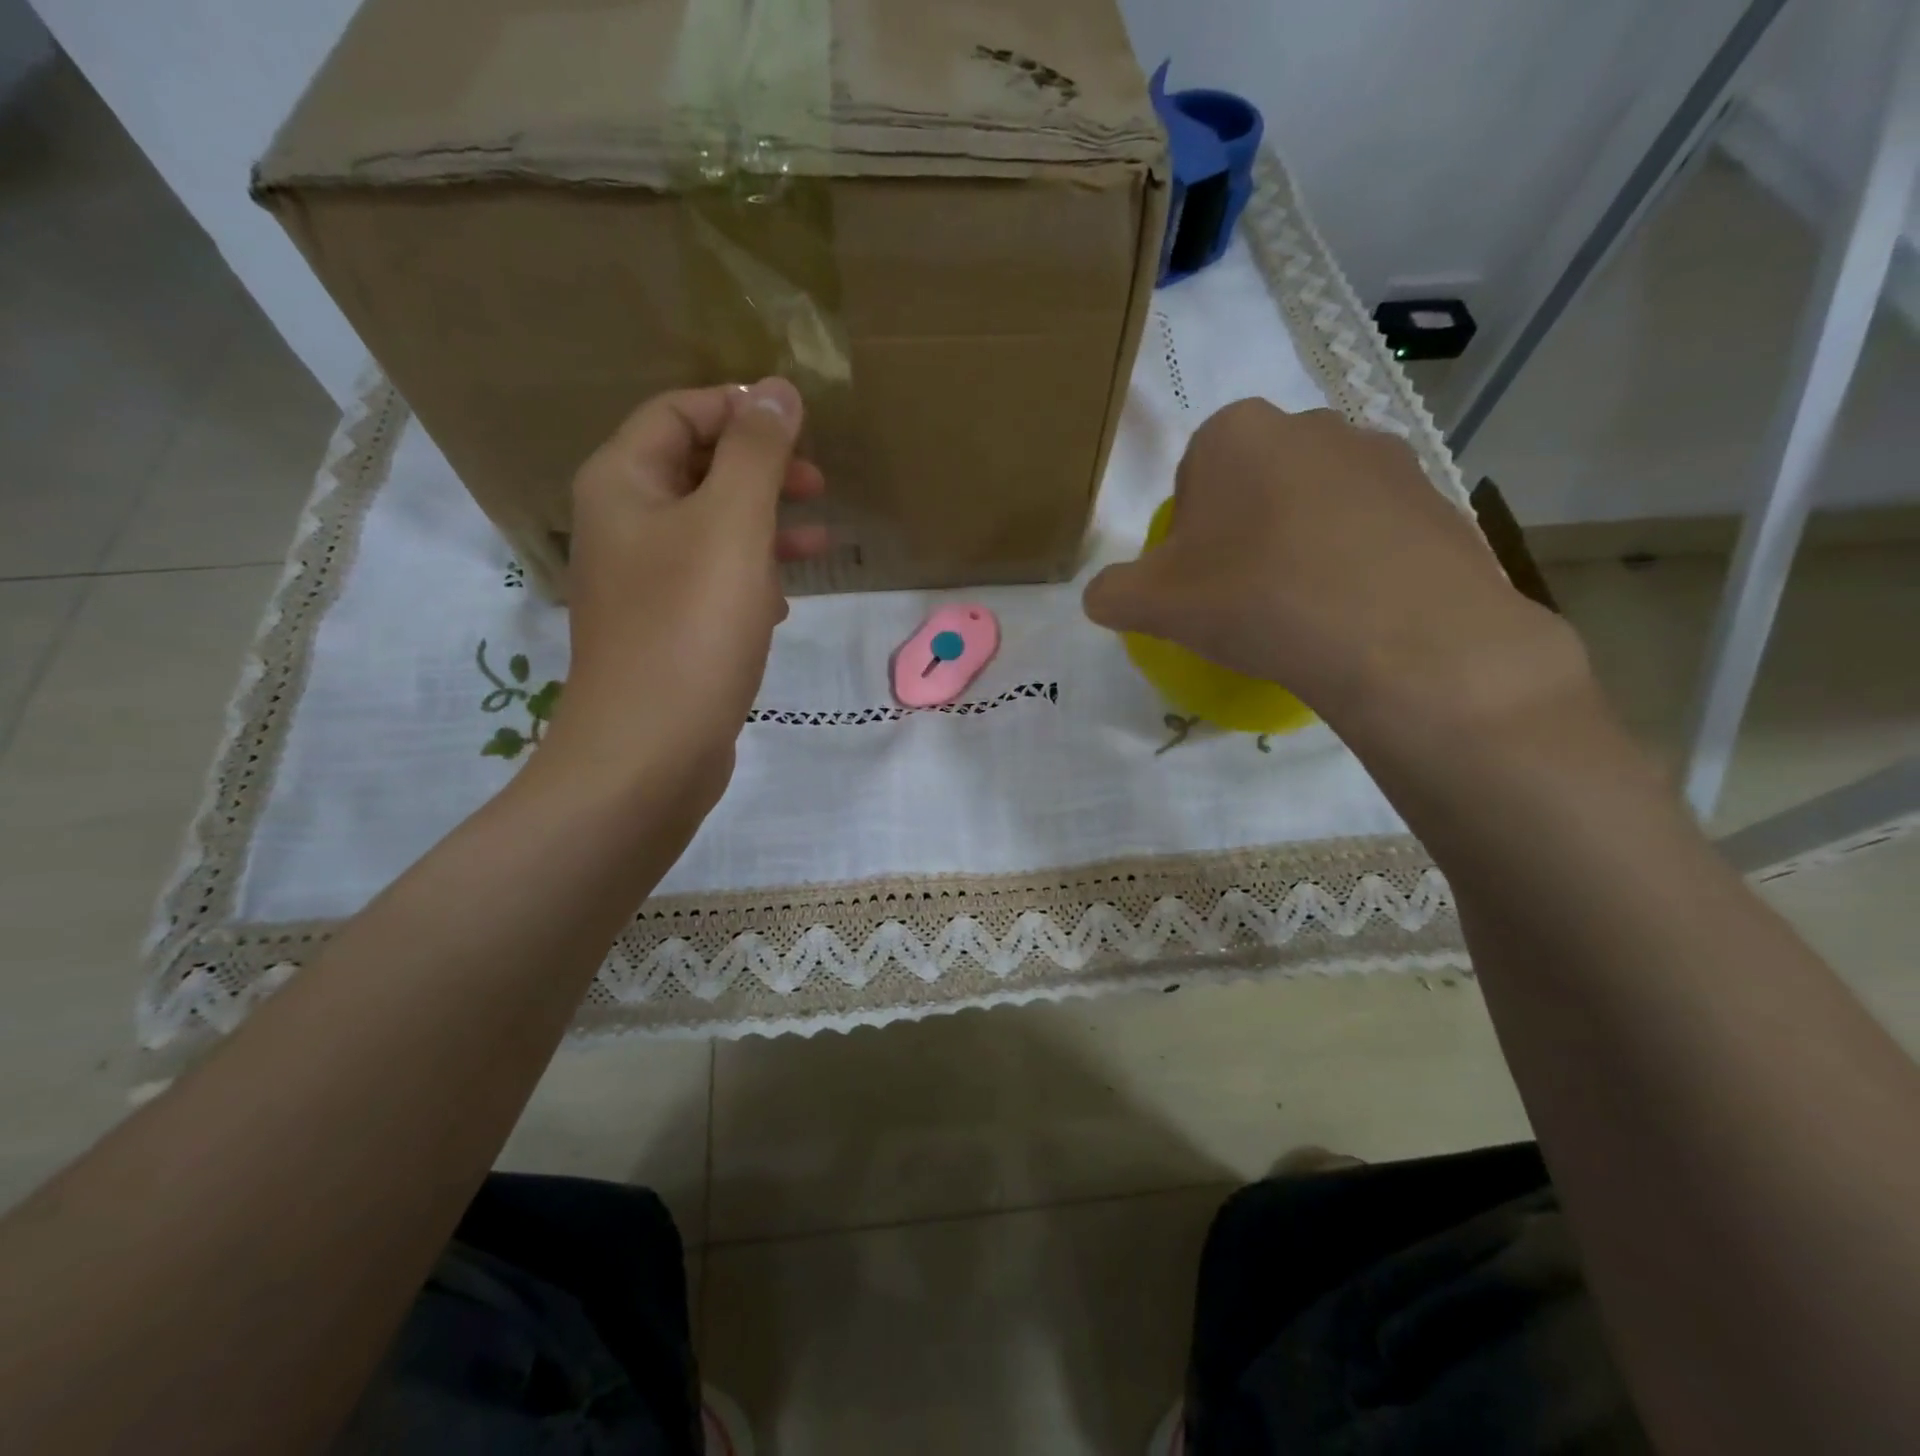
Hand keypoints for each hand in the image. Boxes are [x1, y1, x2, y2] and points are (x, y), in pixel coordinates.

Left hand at [537, 378, 826, 810]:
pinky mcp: (665, 629)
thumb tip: (778, 390)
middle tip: (818, 484)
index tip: (803, 428)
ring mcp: (642, 582)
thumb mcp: (733, 525)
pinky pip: (711, 581)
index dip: (740, 409)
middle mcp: (622, 524)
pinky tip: (784, 601)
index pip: (678, 412)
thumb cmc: (691, 627)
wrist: (650, 751)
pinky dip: (751, 577)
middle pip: (695, 469)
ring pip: (710, 530)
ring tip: (820, 540)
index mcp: (623, 483)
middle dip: (760, 470)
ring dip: (765, 526)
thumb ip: (757, 453)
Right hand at [1083, 401, 1588, 752]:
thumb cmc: (1255, 598)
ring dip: (1302, 544)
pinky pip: (1373, 529)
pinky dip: (1357, 562)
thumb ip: (1112, 593)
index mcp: (1235, 432)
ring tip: (1304, 609)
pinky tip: (1353, 612)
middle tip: (1245, 596)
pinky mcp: (1436, 496)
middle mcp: (1311, 423)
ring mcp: (1383, 455)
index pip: (1192, 479)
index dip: (1189, 535)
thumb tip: (1103, 597)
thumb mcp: (1152, 605)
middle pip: (1255, 484)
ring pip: (1317, 503)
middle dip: (1244, 531)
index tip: (1199, 582)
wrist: (1395, 634)